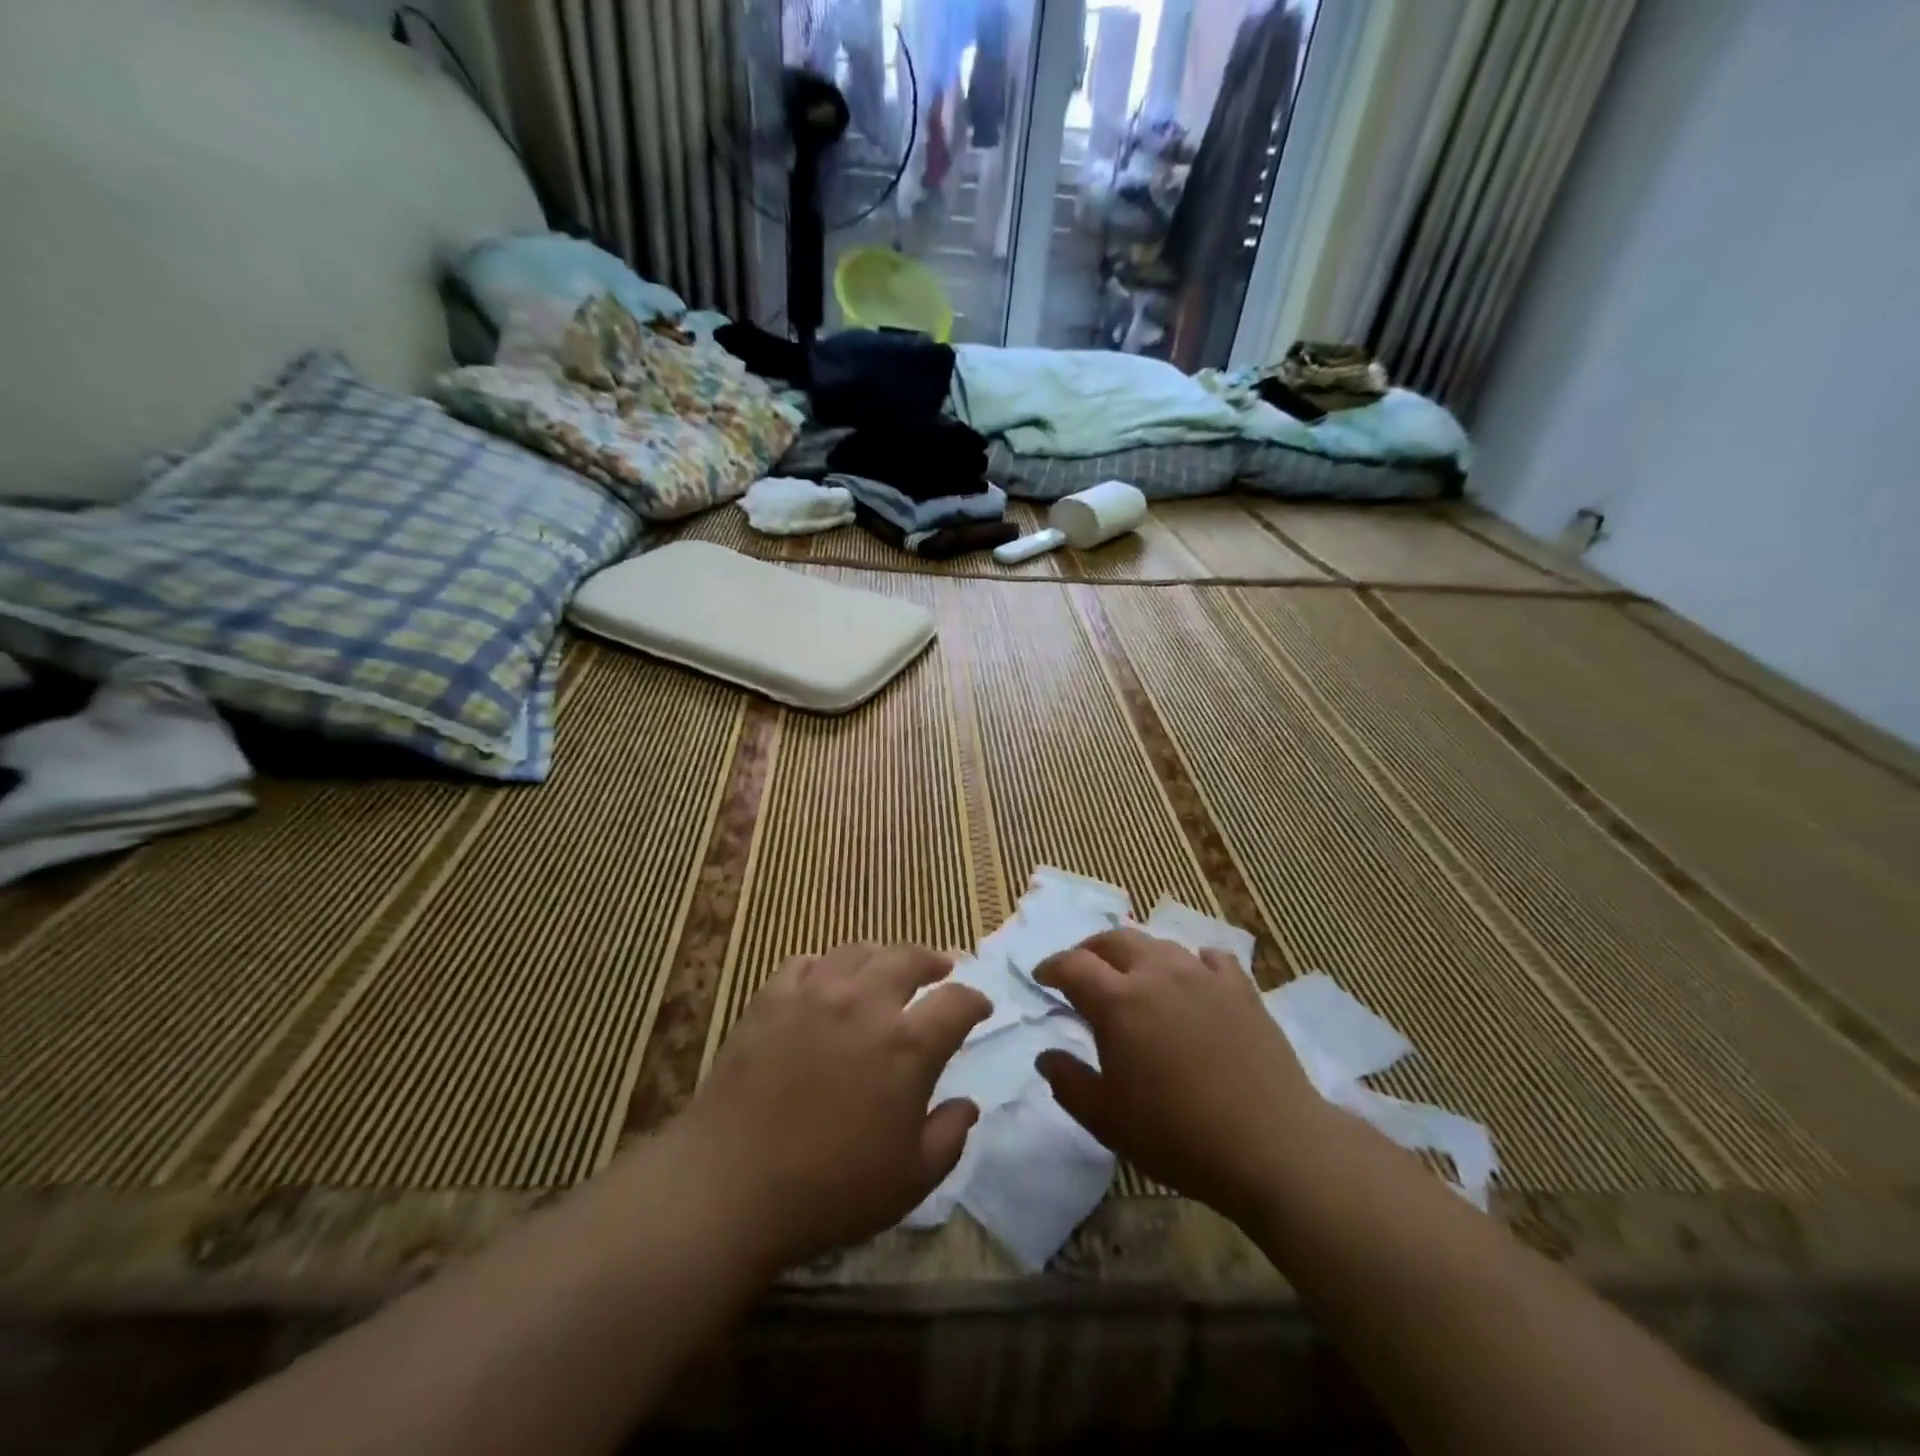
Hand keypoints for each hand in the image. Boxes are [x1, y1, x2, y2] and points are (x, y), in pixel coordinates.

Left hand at [672, 943, 989, 1268]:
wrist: (729, 1185)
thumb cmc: (830, 1190)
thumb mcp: (910, 1180)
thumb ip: (949, 1137)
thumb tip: (967, 1104)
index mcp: (907, 1045)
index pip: (956, 1002)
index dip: (975, 1000)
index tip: (980, 1007)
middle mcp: (865, 1003)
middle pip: (908, 958)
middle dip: (933, 960)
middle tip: (941, 969)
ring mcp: (814, 993)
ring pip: (857, 951)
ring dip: (881, 956)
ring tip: (885, 970)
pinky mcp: (771, 998)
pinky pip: (805, 963)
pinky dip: (825, 966)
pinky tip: (824, 982)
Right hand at [1033, 928, 1325, 1224]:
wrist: (1272, 1145)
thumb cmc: (1178, 1135)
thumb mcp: (1107, 1120)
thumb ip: (1069, 1083)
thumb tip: (1046, 1056)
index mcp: (1118, 1001)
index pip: (1073, 965)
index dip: (1051, 967)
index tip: (1042, 978)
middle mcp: (1157, 973)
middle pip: (1115, 940)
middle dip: (1090, 950)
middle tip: (1082, 969)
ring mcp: (1202, 975)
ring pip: (1159, 944)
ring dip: (1137, 954)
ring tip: (1134, 976)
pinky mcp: (1241, 988)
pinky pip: (1209, 958)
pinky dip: (1191, 963)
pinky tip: (1193, 981)